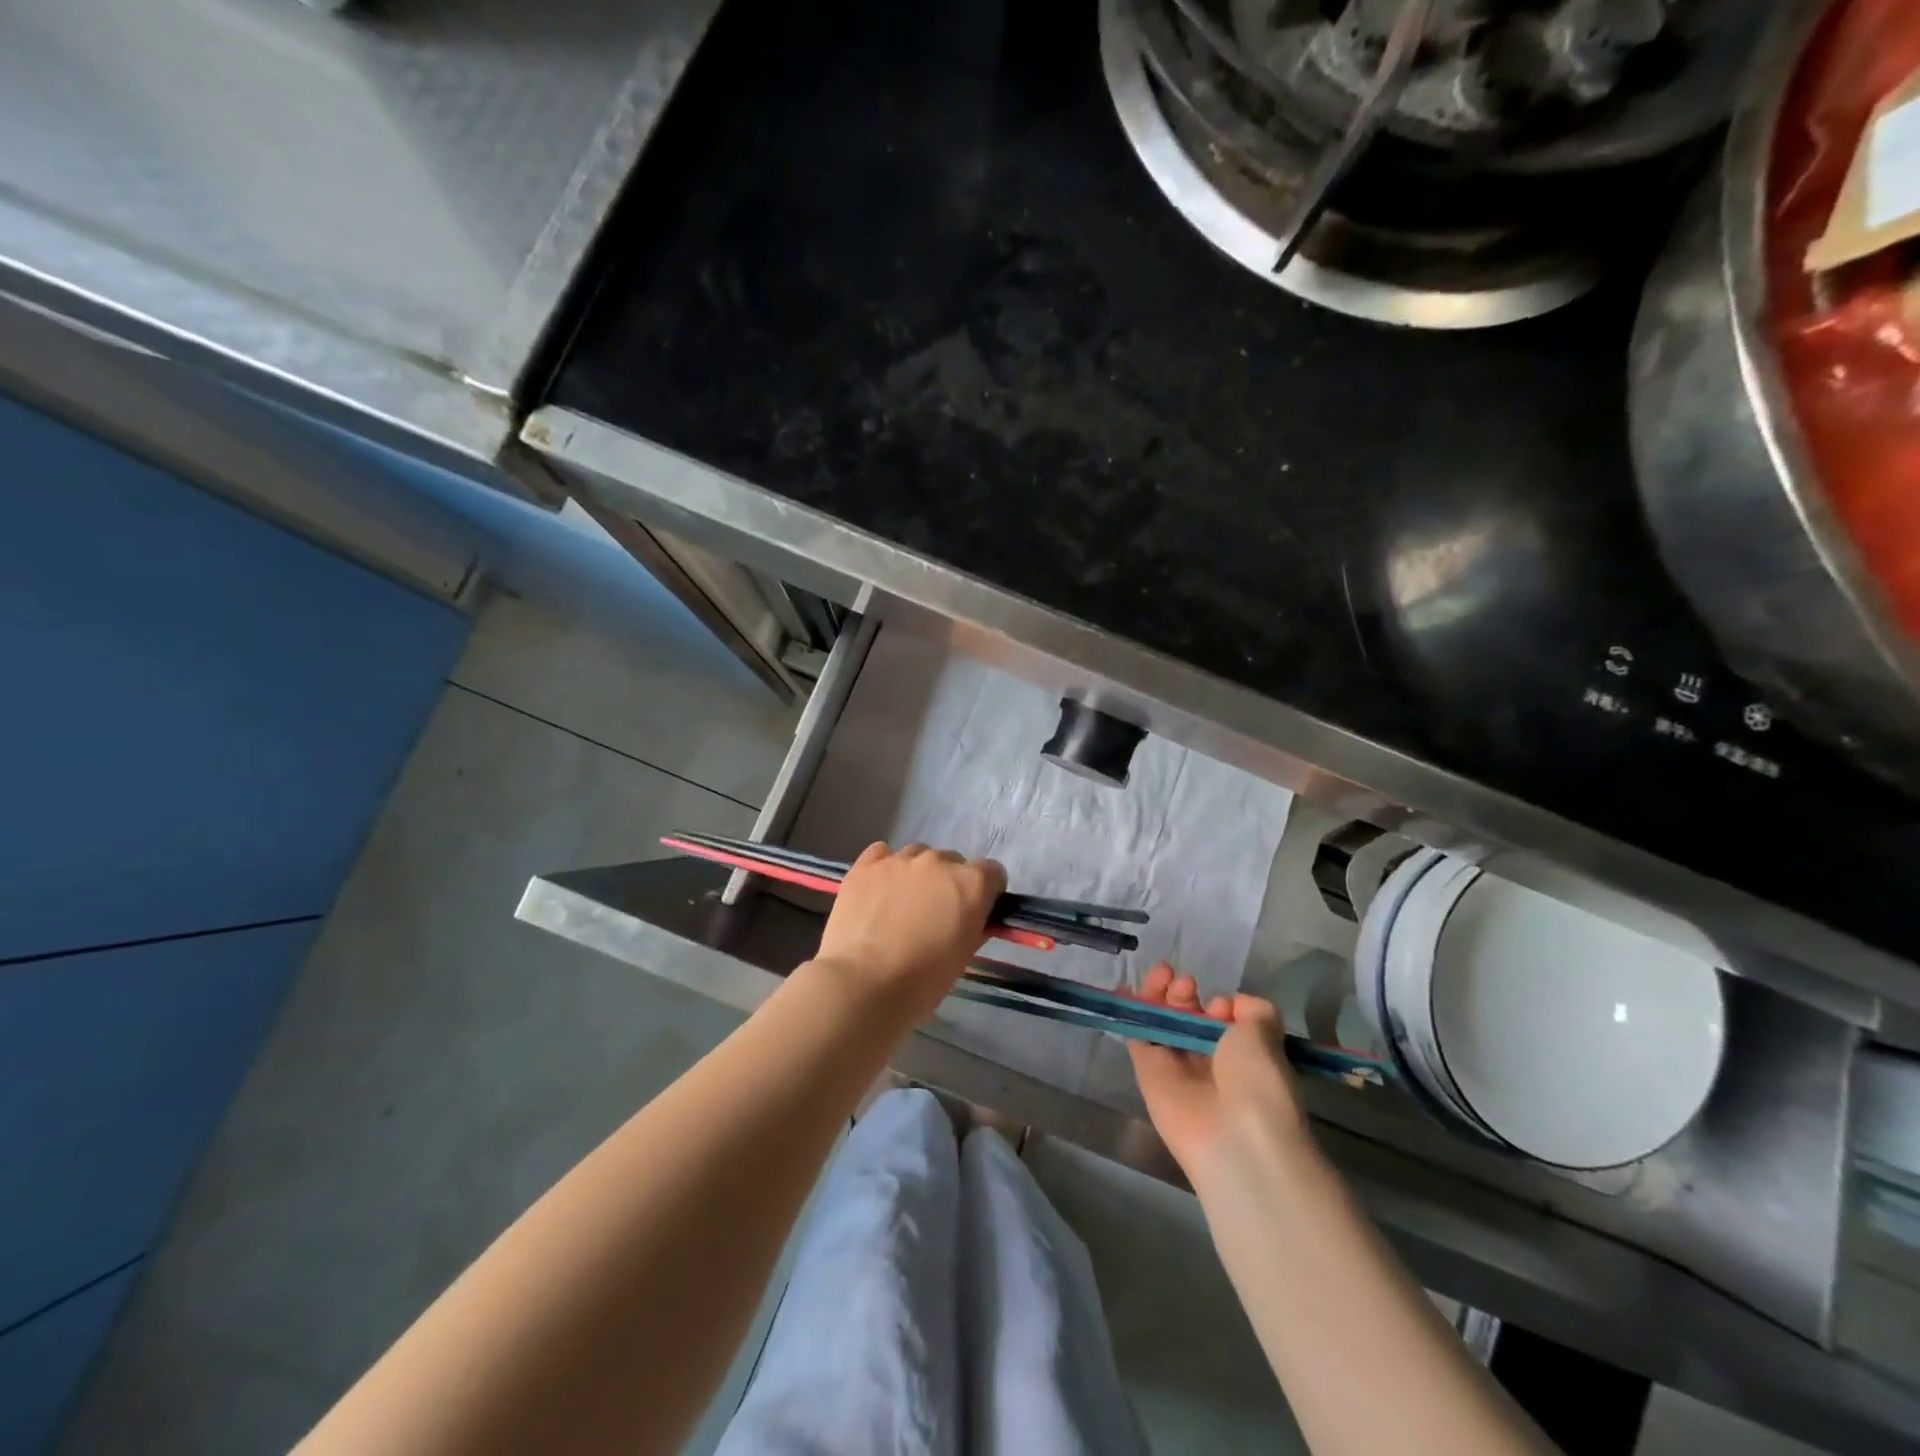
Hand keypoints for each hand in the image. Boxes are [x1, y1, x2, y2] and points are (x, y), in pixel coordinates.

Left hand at [809, 842, 1007, 1022]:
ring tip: (901, 904)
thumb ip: (974, 926)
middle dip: (949, 883)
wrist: (862, 984)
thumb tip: (973, 917)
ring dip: (917, 874)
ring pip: (918, 855)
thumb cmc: (922, 981)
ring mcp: (900, 860)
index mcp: (971, 884)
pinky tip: (878, 892)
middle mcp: (939, 862)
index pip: (992, 873)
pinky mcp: (866, 865)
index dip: (986, 892)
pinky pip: (882, 854)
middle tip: (934, 914)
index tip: (975, 912)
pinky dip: (885, 868)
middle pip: (953, 862)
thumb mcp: (963, 957)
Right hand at [1127, 963, 1309, 1189]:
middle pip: (1187, 1017)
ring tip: (1163, 976)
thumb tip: (1231, 1004)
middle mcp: (1208, 1060)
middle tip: (1186, 982)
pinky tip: (1126, 989)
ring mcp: (1176, 1066)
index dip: (1218, 1004)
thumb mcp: (1266, 1034)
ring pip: (1161, 1022)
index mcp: (1242, 1055)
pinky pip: (1137, 1037)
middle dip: (1185, 994)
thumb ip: (1252, 1010)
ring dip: (1159, 996)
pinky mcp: (1147, 1073)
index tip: (1220, 1003)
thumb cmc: (1257, 1082)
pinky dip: (1131, 1013)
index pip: (1222, 1021)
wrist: (1234, 1138)